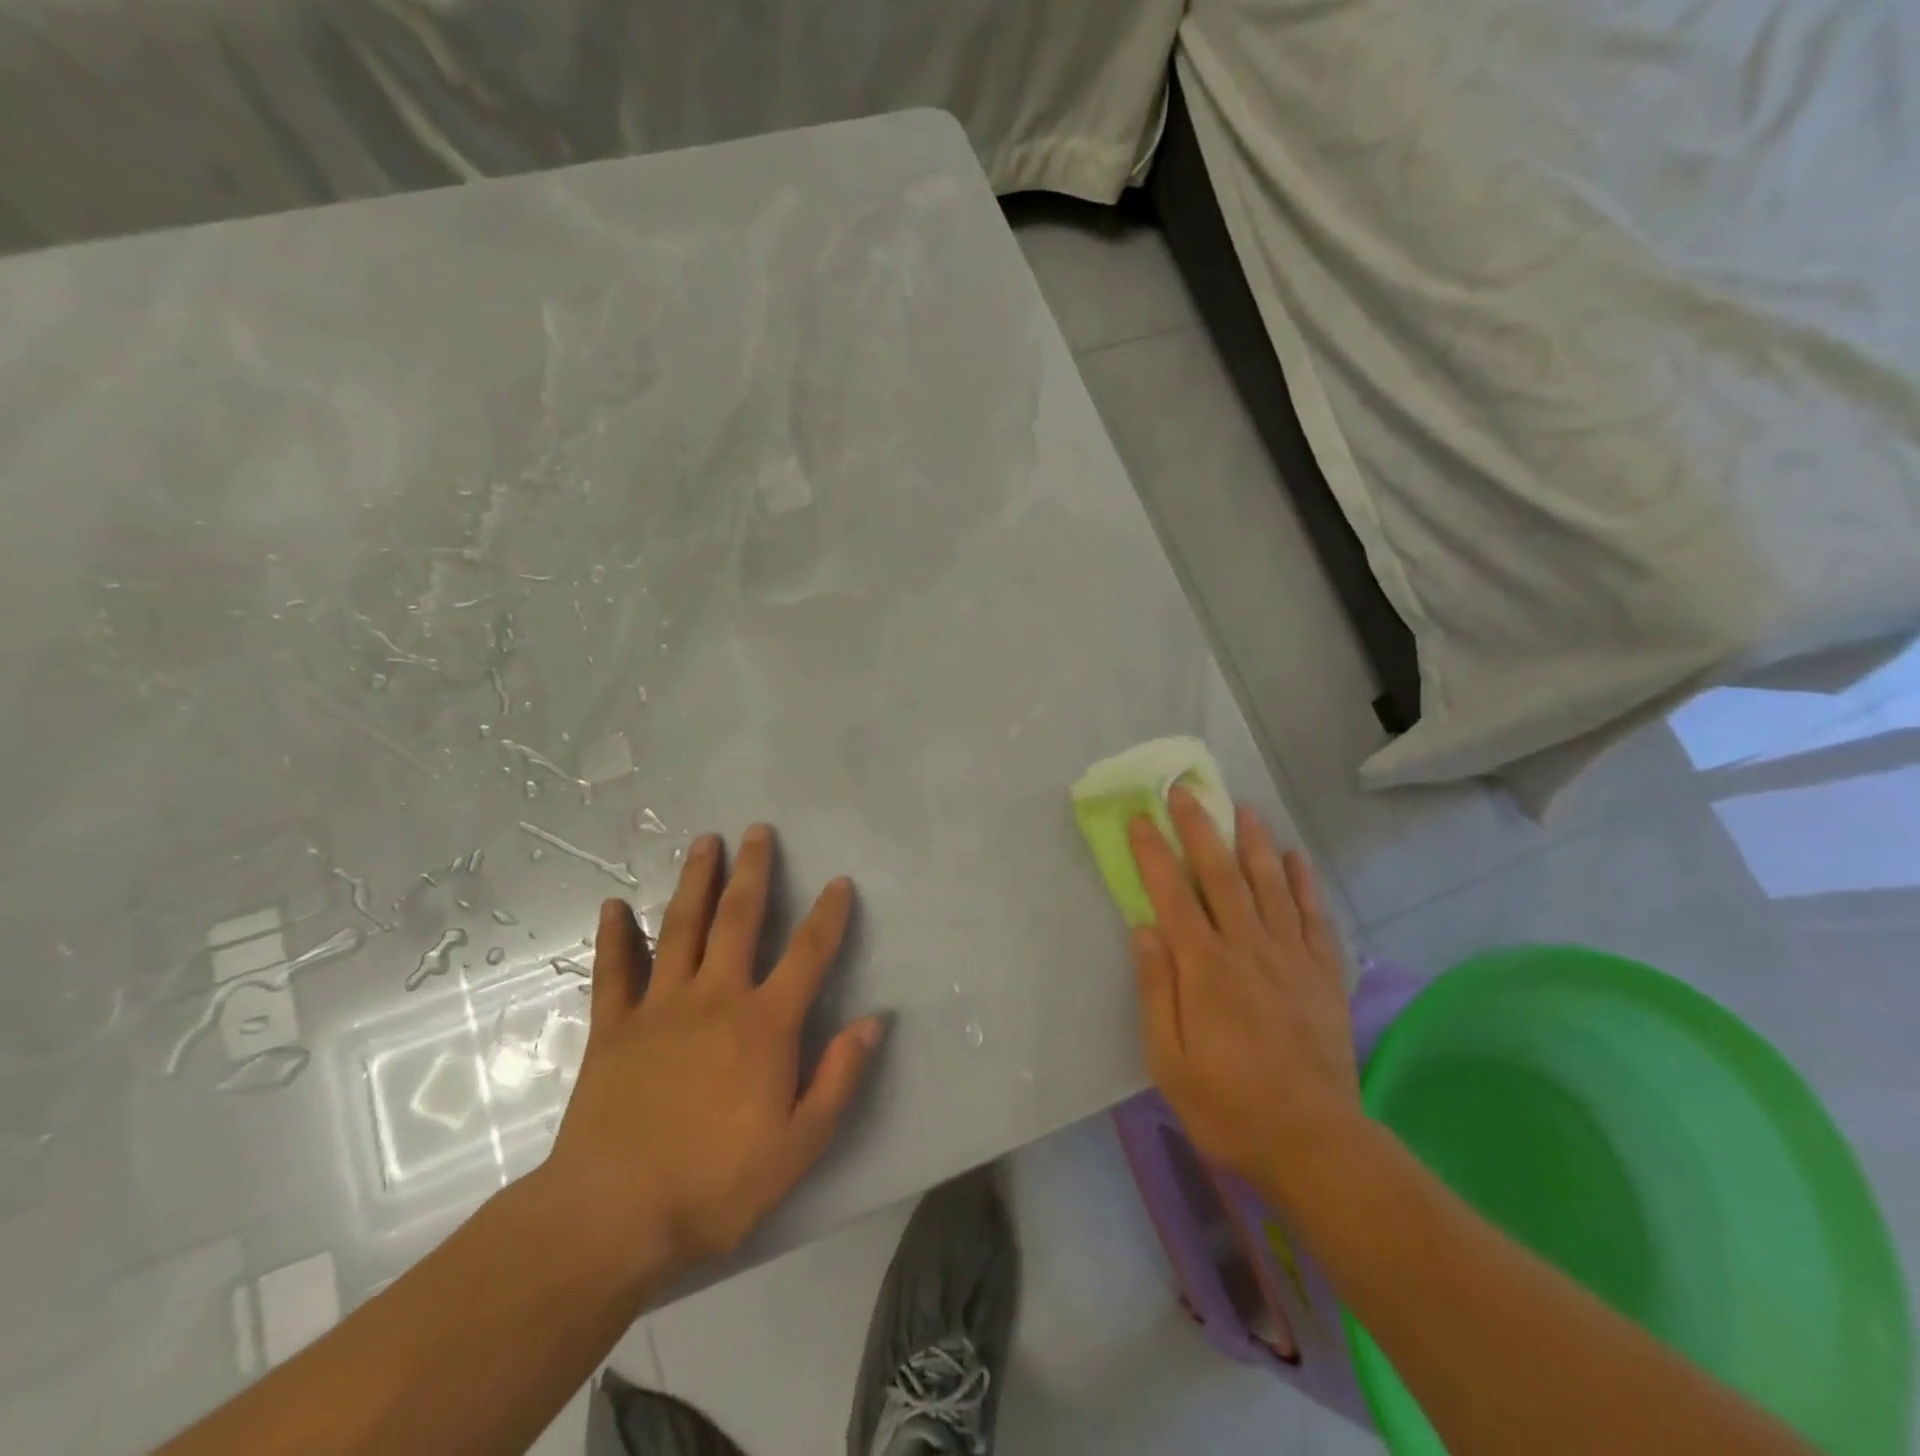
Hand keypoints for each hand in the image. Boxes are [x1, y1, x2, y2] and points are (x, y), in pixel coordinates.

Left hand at [542, 825, 883, 1289]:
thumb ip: (839, 1078)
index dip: (828, 915)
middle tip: (757, 831)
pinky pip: (614, 971)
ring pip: (680, 928)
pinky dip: (614, 937)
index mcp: (764, 1024)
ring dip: (694, 881)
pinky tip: (613, 906)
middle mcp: (715, 999)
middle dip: (753, 872)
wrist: (613, 1217)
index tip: (839, 882)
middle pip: (738, 919)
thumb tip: (872, 1022)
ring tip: (703, 842)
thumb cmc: (716, 1184)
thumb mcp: (800, 1145)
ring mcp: (660, 1008)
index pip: (808, 955)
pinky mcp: (614, 1028)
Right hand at [1129, 788, 1359, 1206]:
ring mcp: (1291, 958)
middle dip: (1200, 828)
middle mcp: (1247, 947)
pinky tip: (1297, 858)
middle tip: (1185, 791)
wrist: (1315, 1143)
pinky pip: (1314, 917)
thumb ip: (1155, 989)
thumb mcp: (1168, 1058)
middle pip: (1220, 875)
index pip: (1172, 894)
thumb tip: (1144, 928)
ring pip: (1270, 884)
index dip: (1154, 852)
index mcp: (1204, 967)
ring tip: (1243, 807)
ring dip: (1254, 842)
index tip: (1140, 818)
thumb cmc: (1228, 1104)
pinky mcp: (1324, 975)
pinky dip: (1305, 883)